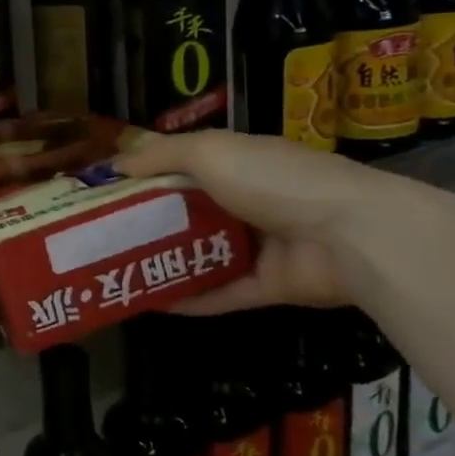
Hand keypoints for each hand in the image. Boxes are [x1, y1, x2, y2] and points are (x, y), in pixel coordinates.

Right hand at [114, 131, 405, 315]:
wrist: (352, 235)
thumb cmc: (274, 180)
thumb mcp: (211, 151)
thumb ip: (162, 154)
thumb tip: (115, 164)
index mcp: (238, 162)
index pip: (183, 165)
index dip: (145, 176)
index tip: (106, 191)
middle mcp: (249, 200)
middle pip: (190, 212)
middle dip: (149, 222)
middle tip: (103, 236)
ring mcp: (262, 245)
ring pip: (204, 254)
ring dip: (166, 262)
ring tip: (120, 271)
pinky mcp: (270, 286)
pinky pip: (223, 293)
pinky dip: (192, 299)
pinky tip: (154, 304)